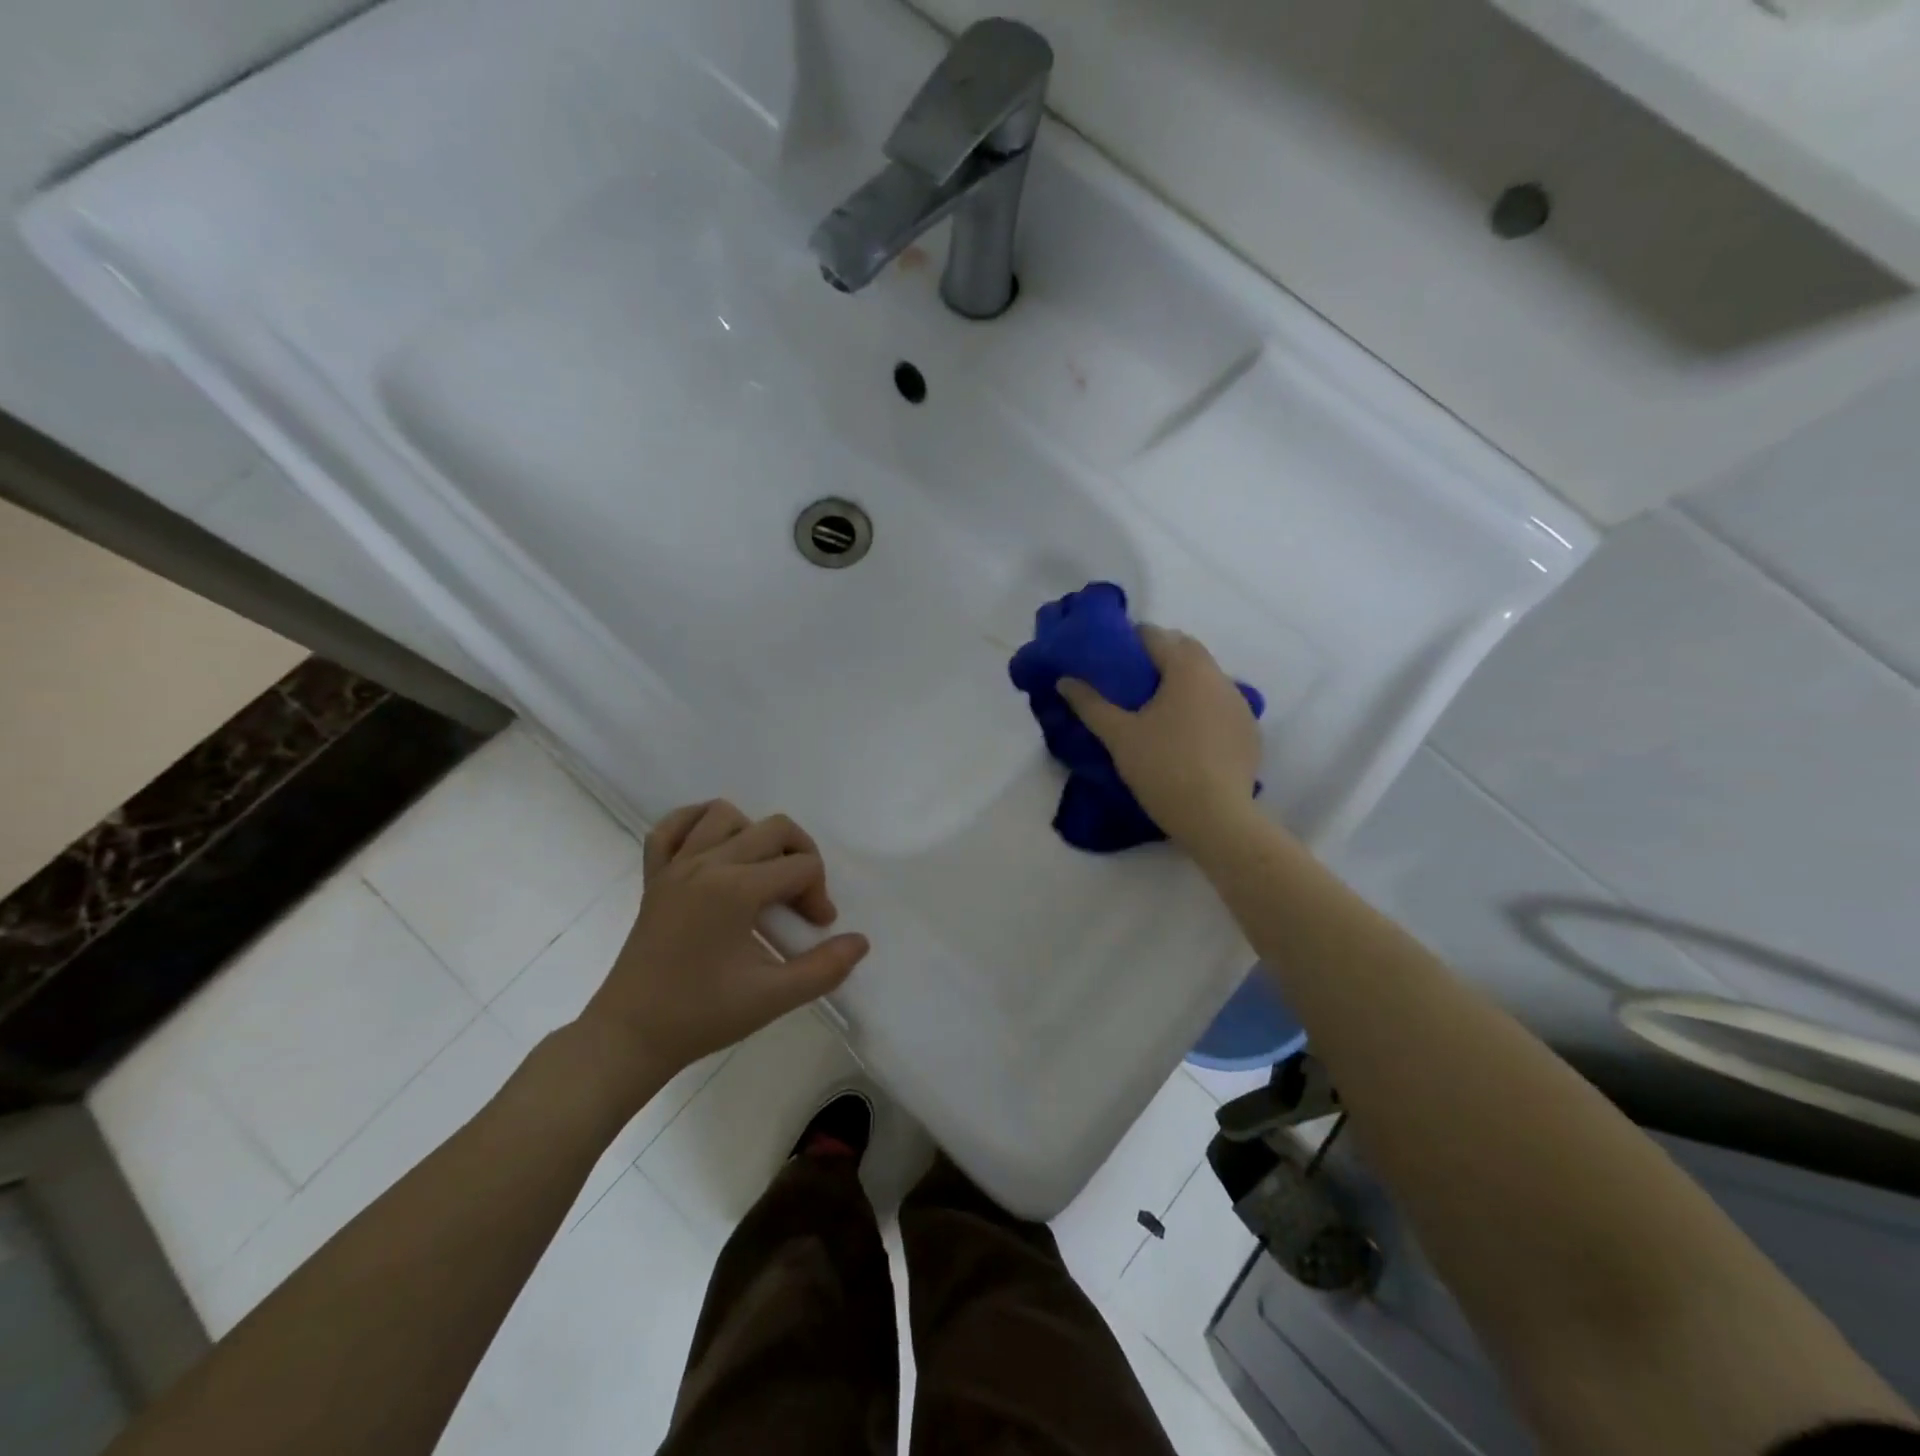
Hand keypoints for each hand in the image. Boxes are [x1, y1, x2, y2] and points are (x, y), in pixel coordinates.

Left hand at [580, 802, 869, 1079]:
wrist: (630, 1036)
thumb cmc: (702, 1016)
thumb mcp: (773, 997)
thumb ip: (824, 968)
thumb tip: (860, 942)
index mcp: (735, 889)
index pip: (801, 866)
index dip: (819, 895)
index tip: (817, 931)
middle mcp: (706, 864)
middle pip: (774, 828)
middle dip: (800, 858)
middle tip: (799, 903)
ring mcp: (675, 866)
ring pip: (724, 815)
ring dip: (753, 835)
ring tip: (760, 875)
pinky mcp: (653, 876)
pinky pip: (671, 827)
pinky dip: (695, 824)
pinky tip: (714, 849)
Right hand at [1058, 625, 1262, 848]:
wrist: (1216, 817)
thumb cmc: (1162, 768)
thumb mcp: (1118, 735)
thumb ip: (1090, 704)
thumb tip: (1065, 681)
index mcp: (1187, 669)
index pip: (1155, 635)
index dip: (1129, 641)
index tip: (1111, 659)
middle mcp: (1219, 677)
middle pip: (1186, 650)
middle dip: (1159, 657)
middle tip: (1131, 683)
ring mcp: (1240, 704)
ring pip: (1207, 678)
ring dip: (1183, 682)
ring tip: (1158, 710)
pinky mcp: (1249, 731)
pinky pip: (1221, 705)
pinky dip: (1202, 707)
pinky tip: (1187, 736)